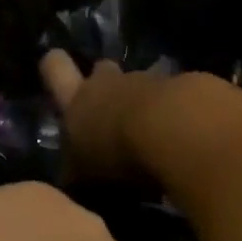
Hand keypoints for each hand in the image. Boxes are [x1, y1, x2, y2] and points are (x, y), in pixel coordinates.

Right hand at [40, 49, 179, 183]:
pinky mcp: (187, 88)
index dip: (54, 65)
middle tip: (111, 111)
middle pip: (103, 70)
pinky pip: (176, 98)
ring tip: (152, 135)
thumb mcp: (84, 175)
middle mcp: (110, 83)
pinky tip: (184, 138)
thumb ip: (78, 171)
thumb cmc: (117, 155)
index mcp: (77, 101)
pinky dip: (178, 113)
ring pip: (142, 85)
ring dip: (144, 104)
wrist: (177, 132)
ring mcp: (151, 81)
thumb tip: (72, 176)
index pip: (54, 68)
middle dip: (105, 84)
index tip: (57, 65)